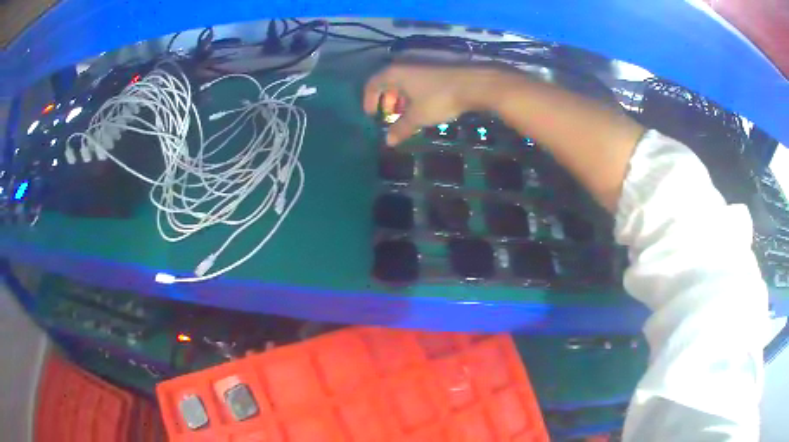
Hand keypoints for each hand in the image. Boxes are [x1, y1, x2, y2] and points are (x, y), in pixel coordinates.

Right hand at [363, 64, 502, 144]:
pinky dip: (413, 94)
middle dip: (386, 101)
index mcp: (394, 74)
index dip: (368, 101)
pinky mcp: (435, 69)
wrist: (473, 84)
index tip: (372, 116)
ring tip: (406, 114)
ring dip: (400, 98)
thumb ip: (401, 128)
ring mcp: (421, 65)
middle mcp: (404, 66)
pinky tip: (422, 106)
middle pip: (387, 82)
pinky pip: (416, 81)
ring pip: (403, 82)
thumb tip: (388, 142)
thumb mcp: (417, 116)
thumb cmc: (439, 98)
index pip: (372, 84)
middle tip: (389, 117)